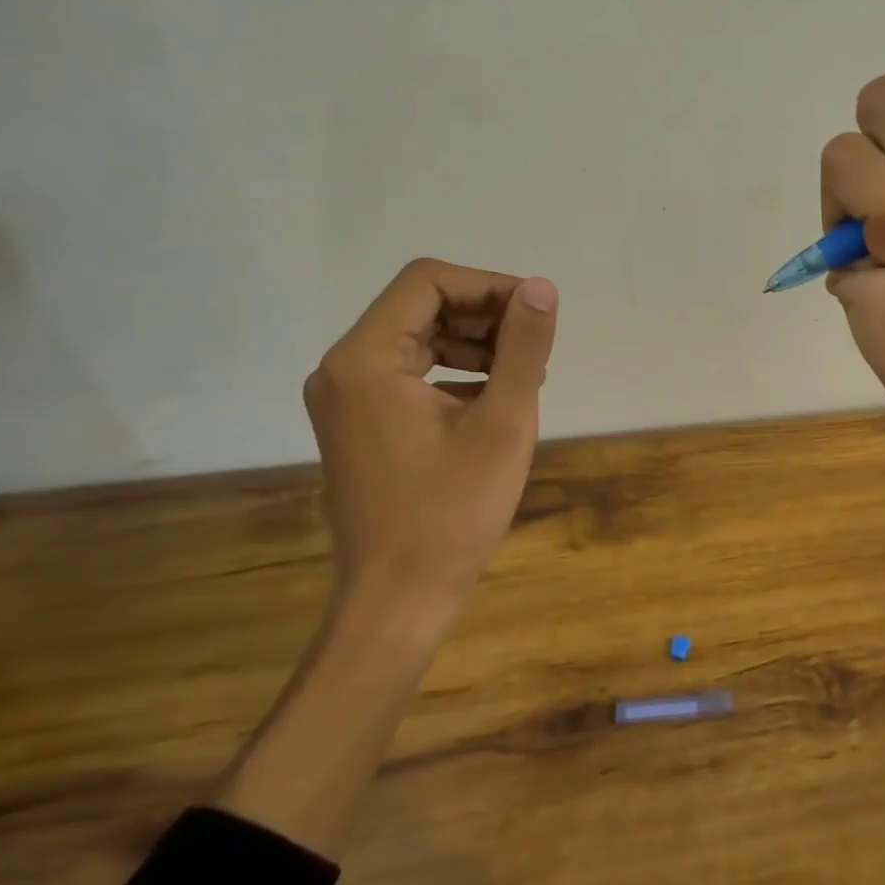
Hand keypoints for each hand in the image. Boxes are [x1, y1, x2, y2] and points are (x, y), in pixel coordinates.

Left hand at [302, 258, 558, 623]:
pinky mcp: (358, 421)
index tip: (535, 312)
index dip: (488, 285)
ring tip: (523, 370)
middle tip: (535, 342)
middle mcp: (344, 368)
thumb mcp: (503, 423)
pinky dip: (454, 370)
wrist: (397, 601)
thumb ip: (523, 348)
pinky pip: (409, 371)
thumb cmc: (451, 514)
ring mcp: (346, 397)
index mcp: (366, 359)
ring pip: (418, 337)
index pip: (428, 282)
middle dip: (484, 314)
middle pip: (421, 306)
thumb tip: (541, 289)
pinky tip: (494, 396)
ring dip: (474, 342)